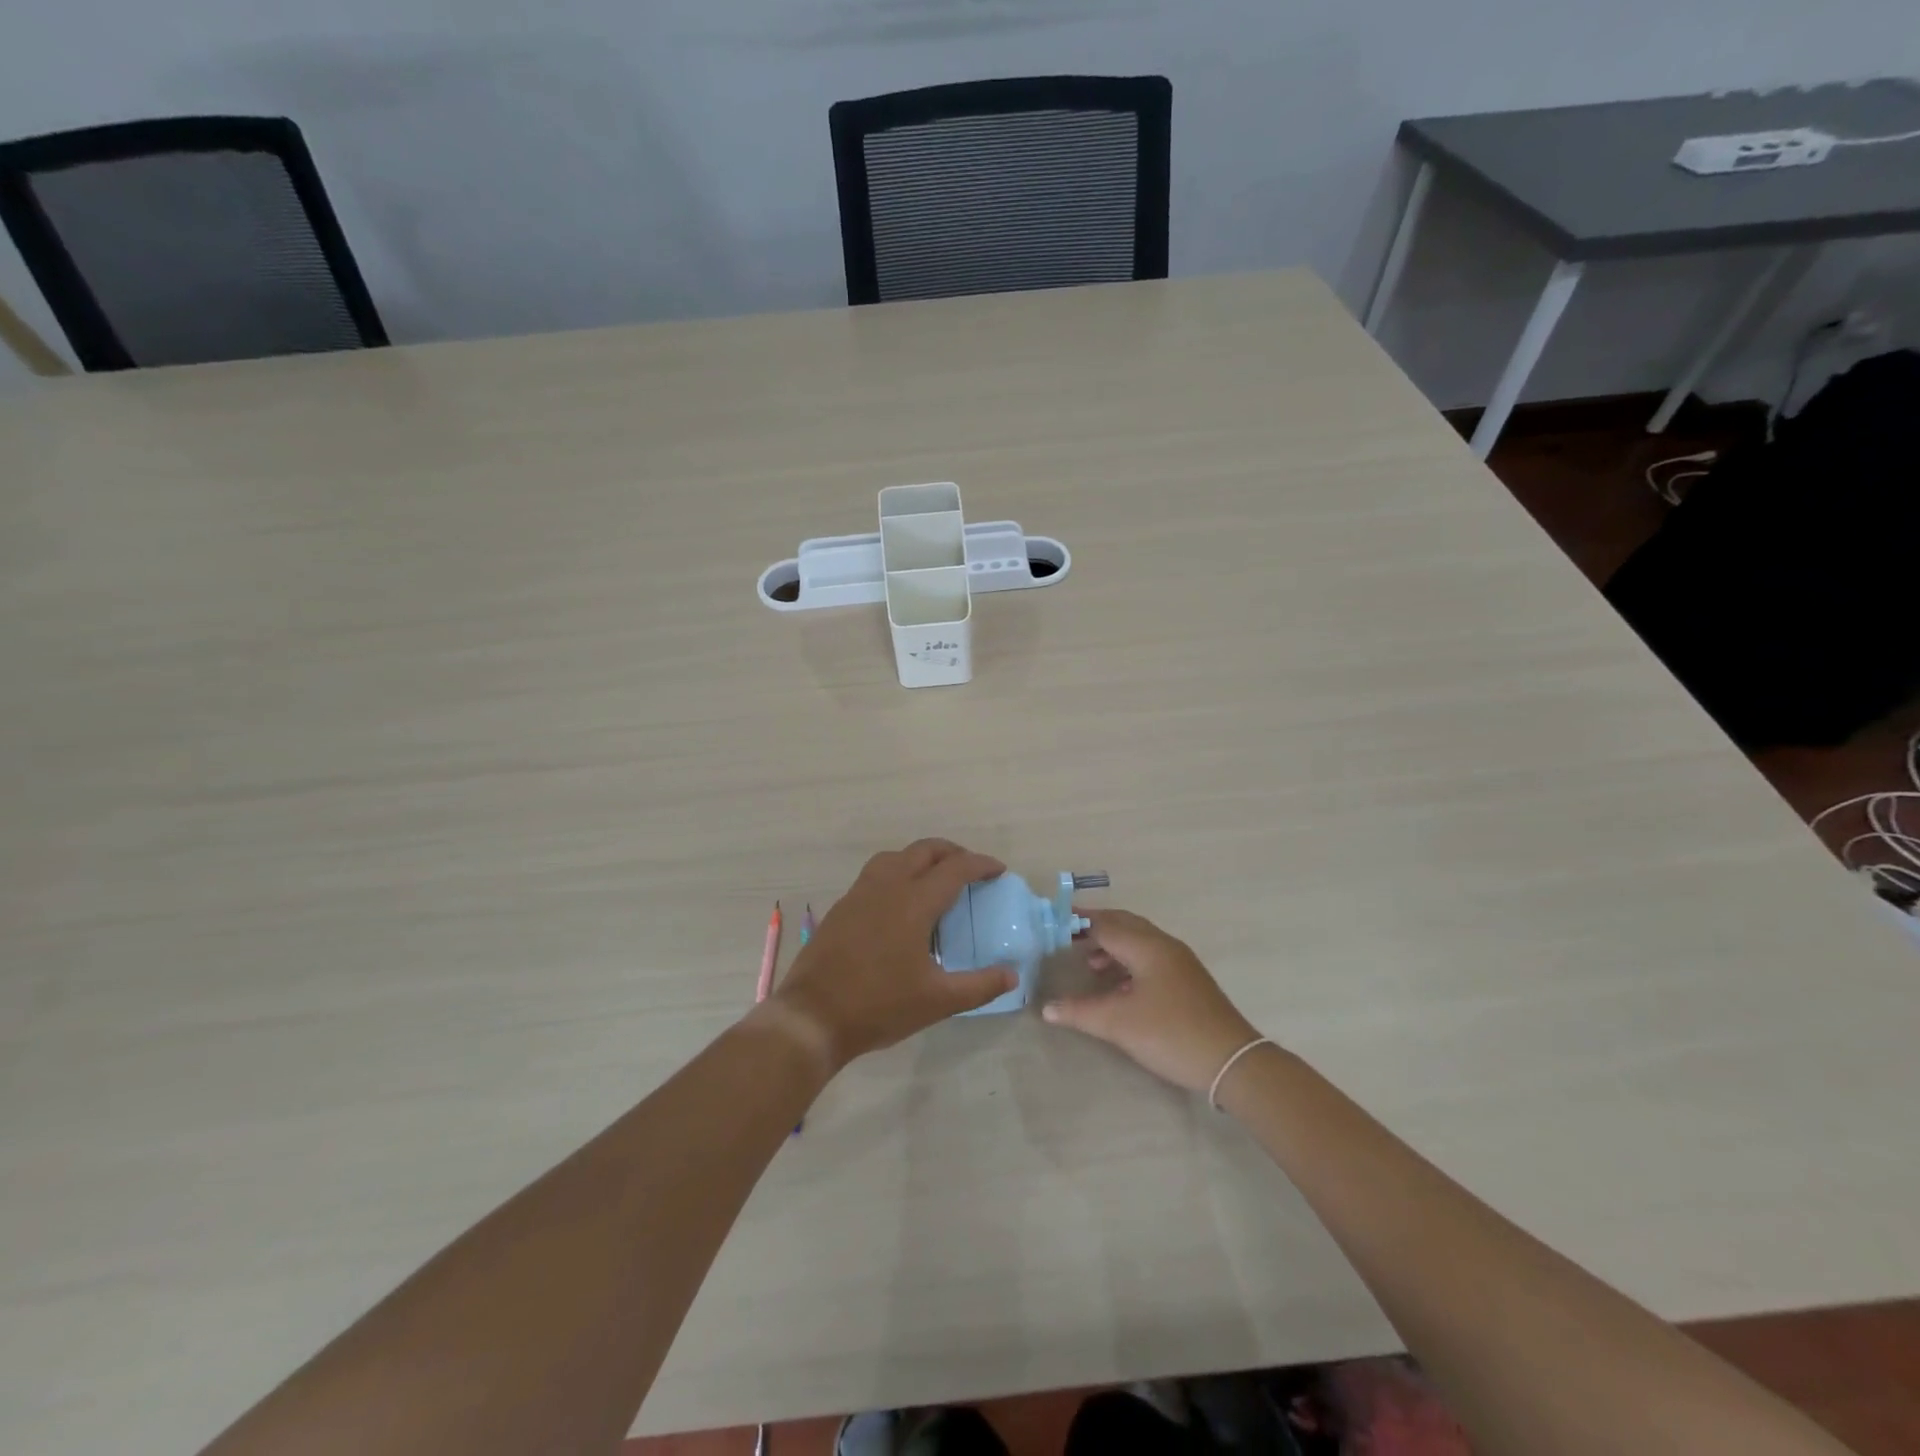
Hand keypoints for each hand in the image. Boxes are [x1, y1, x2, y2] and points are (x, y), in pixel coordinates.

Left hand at [768, 839, 1016, 1070]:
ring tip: (936, 878)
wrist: (813, 1017)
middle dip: (952, 853)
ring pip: (896, 856)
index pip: (955, 868)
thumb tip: (1012, 974)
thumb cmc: (879, 1006)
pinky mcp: (842, 906)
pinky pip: (875, 872)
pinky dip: (897, 872)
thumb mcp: (938, 1002)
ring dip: (922, 857)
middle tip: (971, 870)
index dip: (981, 864)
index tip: (998, 871)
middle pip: (925, 850)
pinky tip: (900, 901)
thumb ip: (980, 986)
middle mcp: (887, 886)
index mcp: (914, 902)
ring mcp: (860, 893)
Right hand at [1042, 908, 1260, 1091]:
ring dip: (1113, 946)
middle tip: (1068, 937)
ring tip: (1090, 964)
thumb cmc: (1171, 1034)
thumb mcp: (1119, 1024)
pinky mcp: (1188, 980)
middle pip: (1124, 924)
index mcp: (1147, 946)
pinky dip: (1129, 961)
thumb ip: (1080, 1012)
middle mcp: (1164, 945)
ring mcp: (1180, 962)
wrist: (1232, 1061)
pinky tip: (1119, 985)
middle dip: (1096, 928)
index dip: (1078, 924)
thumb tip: (1046, 1009)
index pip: (1105, 925)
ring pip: (1139, 941)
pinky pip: (1150, 956)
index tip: (1053, 927)